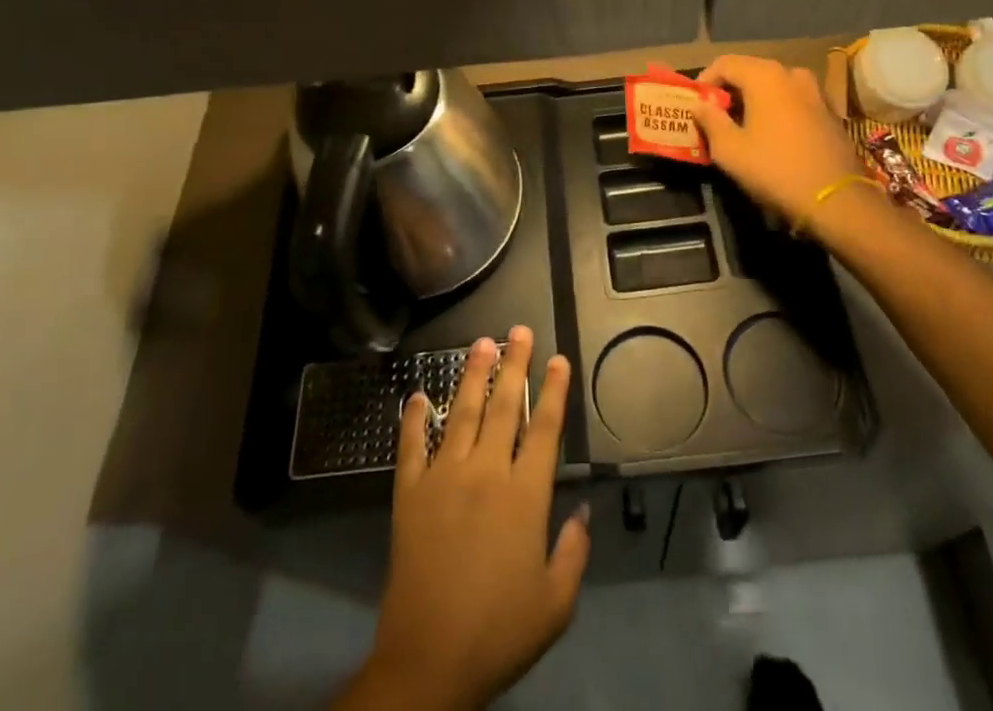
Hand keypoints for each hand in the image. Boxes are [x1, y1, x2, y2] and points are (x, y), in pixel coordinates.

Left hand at [340, 327, 589, 710]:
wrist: (429, 661)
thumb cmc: (499, 632)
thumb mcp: (555, 603)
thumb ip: (573, 551)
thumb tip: (582, 510)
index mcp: (524, 496)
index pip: (544, 429)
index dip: (554, 391)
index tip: (558, 359)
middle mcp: (486, 473)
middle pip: (504, 406)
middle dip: (514, 364)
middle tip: (519, 330)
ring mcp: (444, 477)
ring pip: (462, 413)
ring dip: (473, 375)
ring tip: (481, 342)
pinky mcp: (410, 493)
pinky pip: (411, 446)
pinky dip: (413, 419)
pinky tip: (416, 396)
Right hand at [691, 55, 867, 228]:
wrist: (837, 200)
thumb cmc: (775, 169)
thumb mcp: (729, 149)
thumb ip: (710, 120)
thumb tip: (699, 104)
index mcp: (765, 75)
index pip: (725, 63)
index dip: (705, 81)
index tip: (696, 104)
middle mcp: (792, 73)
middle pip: (751, 71)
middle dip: (730, 90)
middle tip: (714, 116)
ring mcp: (815, 91)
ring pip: (774, 86)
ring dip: (754, 99)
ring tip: (742, 125)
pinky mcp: (830, 111)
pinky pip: (793, 100)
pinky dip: (777, 109)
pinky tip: (771, 134)